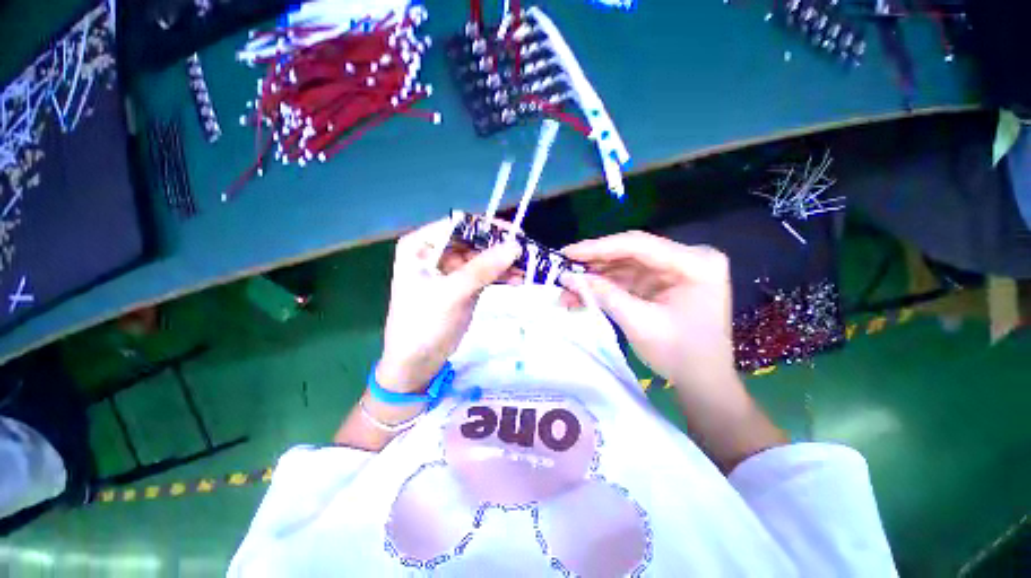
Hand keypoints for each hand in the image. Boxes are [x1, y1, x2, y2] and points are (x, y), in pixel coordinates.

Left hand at [377, 218, 519, 392]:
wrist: (416, 363)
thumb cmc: (424, 324)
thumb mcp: (451, 294)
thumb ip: (482, 269)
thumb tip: (515, 245)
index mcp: (421, 245)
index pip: (458, 224)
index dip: (487, 227)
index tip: (515, 234)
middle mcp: (435, 251)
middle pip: (474, 240)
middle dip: (499, 247)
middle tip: (527, 252)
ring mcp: (451, 269)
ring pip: (483, 257)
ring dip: (504, 262)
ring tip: (528, 267)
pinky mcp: (464, 285)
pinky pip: (486, 273)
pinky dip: (502, 275)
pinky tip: (518, 279)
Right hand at [563, 232, 784, 471]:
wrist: (704, 382)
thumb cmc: (680, 355)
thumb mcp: (638, 323)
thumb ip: (603, 294)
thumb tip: (568, 277)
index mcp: (695, 263)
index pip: (638, 245)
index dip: (598, 248)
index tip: (567, 253)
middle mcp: (687, 258)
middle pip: (631, 252)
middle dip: (594, 262)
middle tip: (563, 267)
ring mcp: (675, 269)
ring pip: (625, 265)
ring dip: (596, 276)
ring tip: (568, 287)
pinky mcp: (663, 281)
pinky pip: (629, 277)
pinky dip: (606, 286)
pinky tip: (584, 293)